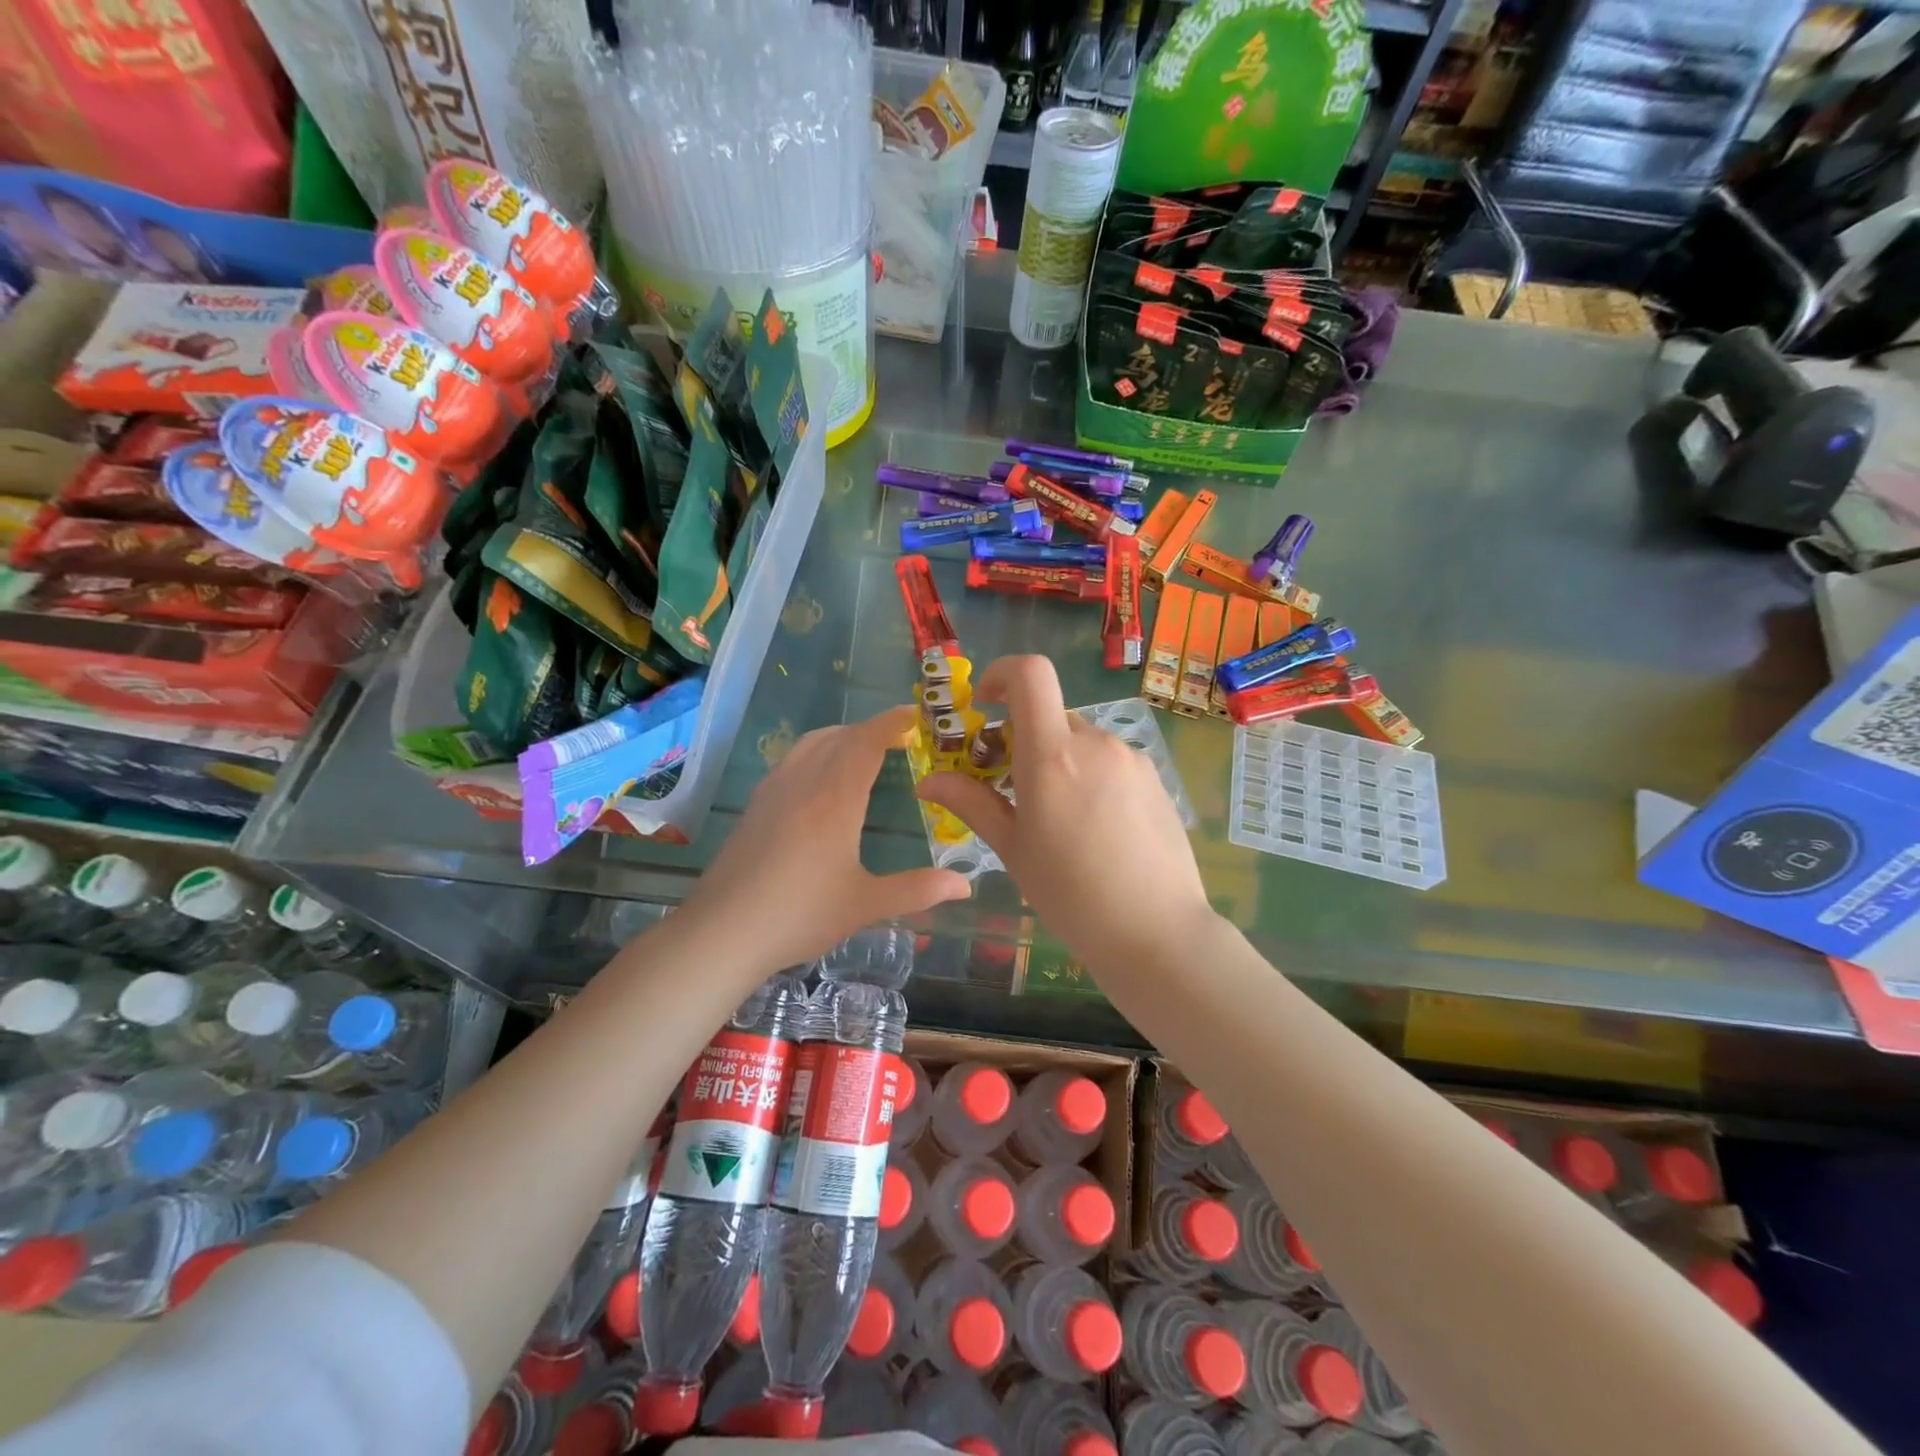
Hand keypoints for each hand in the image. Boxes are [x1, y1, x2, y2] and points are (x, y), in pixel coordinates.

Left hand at [682, 706, 971, 972]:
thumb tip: (966, 885)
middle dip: (870, 729)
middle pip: (839, 736)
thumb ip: (917, 890)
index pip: (866, 742)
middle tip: (897, 737)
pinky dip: (815, 752)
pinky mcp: (754, 807)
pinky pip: (791, 761)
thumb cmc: (800, 915)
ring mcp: (773, 792)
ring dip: (840, 737)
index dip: (891, 723)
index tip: (912, 715)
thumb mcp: (865, 905)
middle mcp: (803, 783)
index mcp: (836, 798)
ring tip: (861, 750)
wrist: (722, 932)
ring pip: (810, 744)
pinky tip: (818, 781)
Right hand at [917, 655, 1215, 973]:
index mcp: (1052, 754)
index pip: (1030, 673)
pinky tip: (1094, 827)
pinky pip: (1109, 760)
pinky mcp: (1154, 778)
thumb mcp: (1012, 848)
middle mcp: (1095, 742)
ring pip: (1079, 740)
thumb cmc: (1070, 894)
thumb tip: (927, 780)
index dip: (1001, 674)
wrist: (1156, 932)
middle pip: (1049, 714)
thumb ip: (971, 803)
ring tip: (1057, 818)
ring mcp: (1130, 758)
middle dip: (1022, 737)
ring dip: (1057, 760)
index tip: (985, 706)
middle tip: (1011, 787)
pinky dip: (1088, 775)